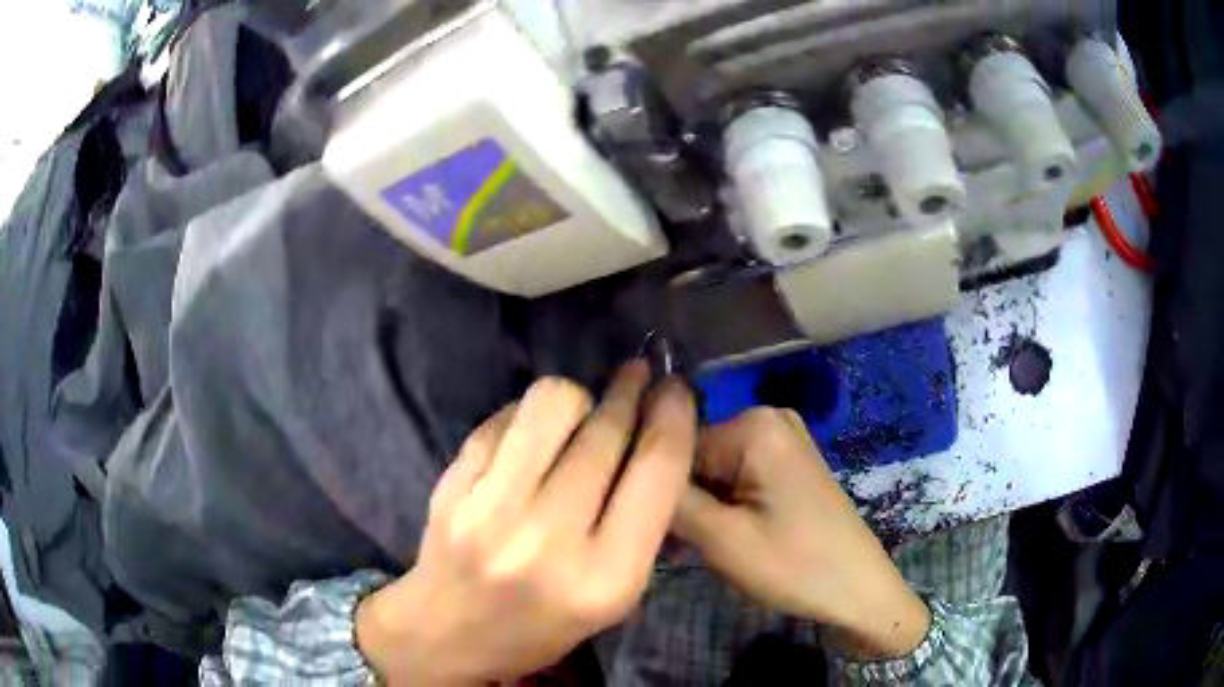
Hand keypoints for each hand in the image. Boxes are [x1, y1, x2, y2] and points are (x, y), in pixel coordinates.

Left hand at [355, 362, 696, 684]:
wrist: (448, 632)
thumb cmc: (543, 623)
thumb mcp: (615, 594)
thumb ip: (644, 520)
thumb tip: (656, 433)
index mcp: (606, 577)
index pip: (657, 470)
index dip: (673, 416)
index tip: (676, 389)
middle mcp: (548, 539)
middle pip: (606, 430)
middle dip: (630, 393)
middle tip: (636, 379)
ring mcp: (489, 508)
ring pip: (551, 403)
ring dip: (578, 398)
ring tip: (579, 416)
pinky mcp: (451, 485)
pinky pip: (504, 418)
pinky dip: (527, 417)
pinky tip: (530, 440)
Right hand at [672, 408, 929, 660]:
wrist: (858, 589)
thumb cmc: (793, 566)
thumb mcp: (720, 539)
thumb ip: (670, 500)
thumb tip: (627, 468)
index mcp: (753, 425)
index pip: (675, 447)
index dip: (659, 491)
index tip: (655, 532)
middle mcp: (768, 417)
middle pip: (695, 456)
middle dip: (683, 500)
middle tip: (682, 548)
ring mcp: (782, 438)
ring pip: (713, 469)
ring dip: (701, 506)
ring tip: (702, 548)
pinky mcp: (788, 460)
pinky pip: (737, 475)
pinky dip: (723, 505)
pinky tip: (724, 537)